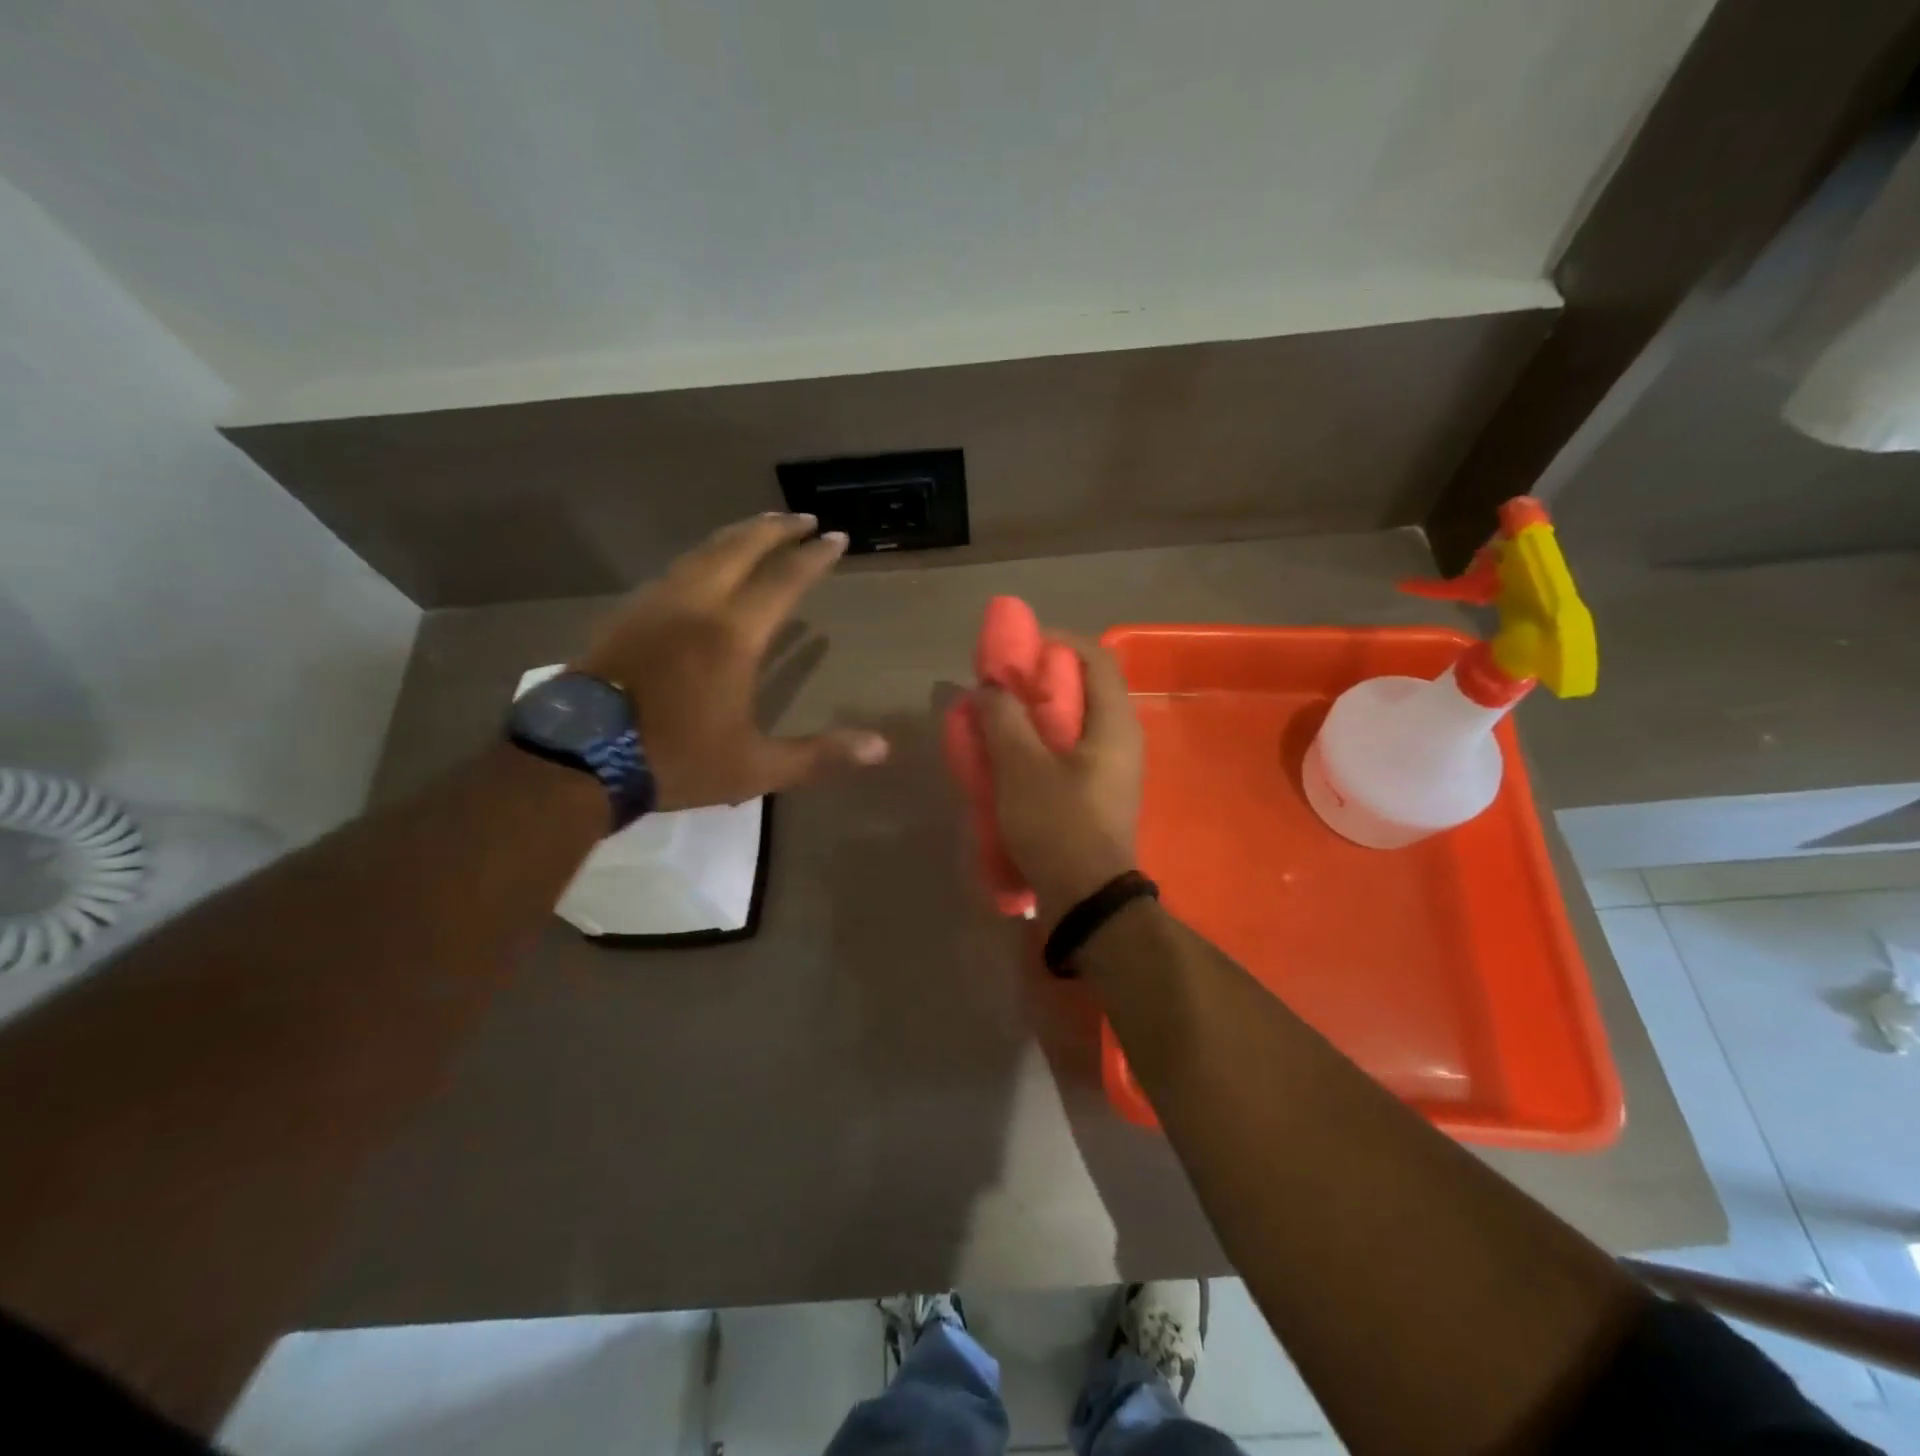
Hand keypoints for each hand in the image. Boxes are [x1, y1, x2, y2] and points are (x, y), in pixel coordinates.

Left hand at [575, 513, 887, 809]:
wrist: (578, 759)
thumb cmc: (675, 760)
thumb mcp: (756, 767)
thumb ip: (819, 754)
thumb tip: (882, 748)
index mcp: (732, 635)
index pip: (784, 580)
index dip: (814, 557)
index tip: (837, 537)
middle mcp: (696, 605)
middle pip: (740, 548)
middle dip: (776, 529)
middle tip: (803, 517)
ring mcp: (656, 604)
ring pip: (703, 552)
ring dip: (738, 535)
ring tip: (761, 528)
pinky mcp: (628, 614)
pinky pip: (675, 569)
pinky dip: (703, 555)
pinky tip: (705, 566)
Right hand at [974, 633, 1143, 923]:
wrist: (1087, 900)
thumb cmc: (1058, 825)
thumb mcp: (1020, 767)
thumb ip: (1003, 718)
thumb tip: (992, 688)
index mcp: (1115, 724)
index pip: (1096, 658)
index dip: (1057, 642)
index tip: (1018, 648)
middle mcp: (1123, 740)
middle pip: (1084, 689)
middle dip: (1039, 680)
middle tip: (1001, 686)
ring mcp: (1113, 770)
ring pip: (1074, 723)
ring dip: (1035, 715)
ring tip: (998, 721)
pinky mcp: (1098, 795)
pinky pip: (1069, 753)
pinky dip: (1040, 744)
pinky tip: (1010, 759)